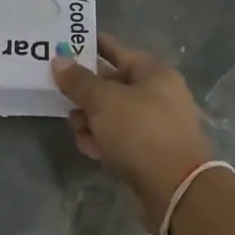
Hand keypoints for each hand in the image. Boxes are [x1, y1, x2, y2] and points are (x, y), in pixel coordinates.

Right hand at [52, 34, 214, 233]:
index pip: (115, 49)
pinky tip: (90, 149)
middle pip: (111, 83)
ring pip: (111, 113)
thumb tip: (58, 60)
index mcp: (153, 72)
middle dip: (84, 91)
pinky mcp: (149, 151)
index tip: (61, 46)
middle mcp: (157, 94)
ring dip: (90, 120)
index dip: (88, 46)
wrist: (175, 189)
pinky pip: (118, 138)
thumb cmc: (140, 131)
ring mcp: (154, 124)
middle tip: (58, 94)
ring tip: (76, 128)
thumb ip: (78, 81)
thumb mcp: (103, 101)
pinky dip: (103, 140)